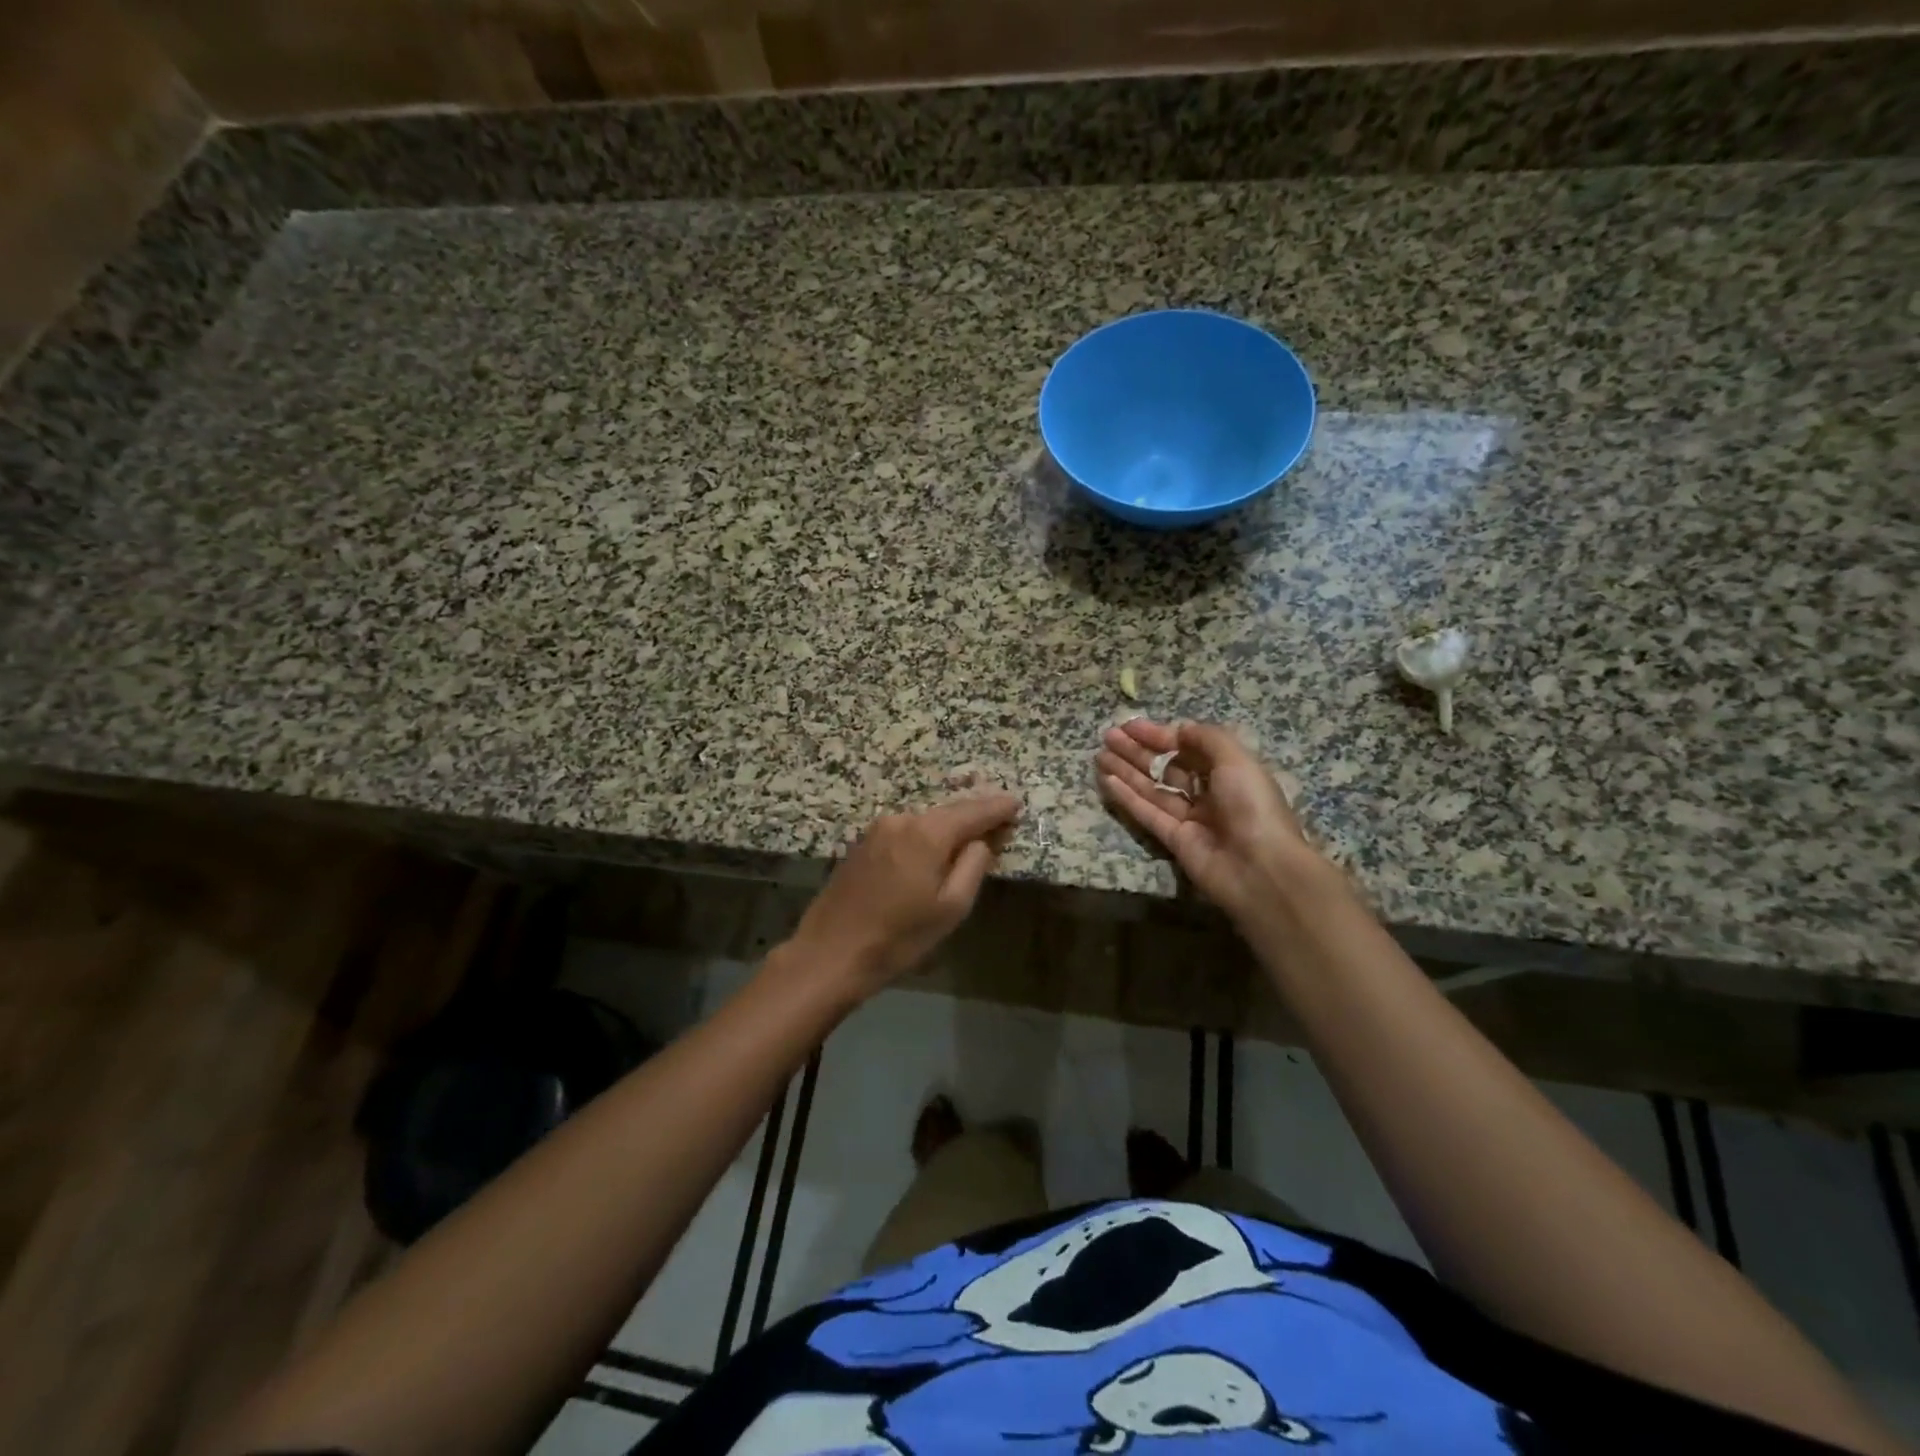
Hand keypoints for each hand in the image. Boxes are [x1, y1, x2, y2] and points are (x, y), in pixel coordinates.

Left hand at [786, 793, 1021, 996]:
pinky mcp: (863, 843)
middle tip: (1000, 817)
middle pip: (948, 812)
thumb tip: (982, 840)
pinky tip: (935, 847)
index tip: (1016, 802)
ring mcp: (878, 829)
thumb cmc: (899, 936)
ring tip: (972, 833)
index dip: (997, 807)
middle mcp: (902, 819)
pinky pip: (906, 831)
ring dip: (949, 825)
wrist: (830, 952)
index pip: (973, 811)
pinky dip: (926, 834)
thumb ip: (973, 865)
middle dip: (974, 814)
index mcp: (928, 832)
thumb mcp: (951, 907)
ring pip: (926, 821)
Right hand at [1096, 718, 1321, 922]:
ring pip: (1152, 789)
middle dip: (1137, 751)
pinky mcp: (1174, 840)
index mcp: (1229, 772)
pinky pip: (1147, 813)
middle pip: (1167, 767)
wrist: (1260, 868)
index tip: (1131, 726)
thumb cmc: (1252, 806)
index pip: (1188, 748)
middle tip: (1108, 737)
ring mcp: (1190, 818)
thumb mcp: (1236, 759)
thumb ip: (1206, 739)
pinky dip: (1127, 797)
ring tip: (1099, 755)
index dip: (1159, 736)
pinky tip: (1107, 781)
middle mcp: (1209, 794)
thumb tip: (1178, 729)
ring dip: (1126, 771)